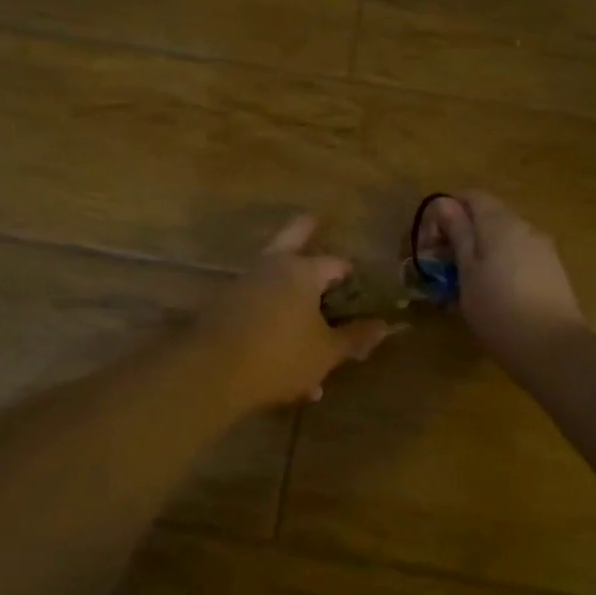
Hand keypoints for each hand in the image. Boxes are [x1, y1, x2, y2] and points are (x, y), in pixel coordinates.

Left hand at [196, 215, 393, 410]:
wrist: (211, 372)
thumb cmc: (280, 357)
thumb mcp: (326, 353)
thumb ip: (354, 337)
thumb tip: (384, 325)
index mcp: (303, 272)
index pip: (335, 264)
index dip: (350, 274)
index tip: (358, 284)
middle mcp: (272, 267)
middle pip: (292, 237)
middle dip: (306, 230)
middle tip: (314, 221)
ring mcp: (243, 283)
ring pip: (272, 277)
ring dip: (289, 291)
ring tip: (304, 321)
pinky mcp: (222, 304)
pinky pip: (255, 305)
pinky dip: (270, 317)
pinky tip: (278, 354)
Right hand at [419, 191, 586, 360]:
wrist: (553, 349)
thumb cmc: (498, 309)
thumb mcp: (467, 271)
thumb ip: (457, 233)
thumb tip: (444, 203)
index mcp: (501, 223)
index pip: (471, 196)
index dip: (446, 210)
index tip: (430, 239)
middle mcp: (526, 227)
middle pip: (488, 216)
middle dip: (461, 233)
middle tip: (440, 265)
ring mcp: (543, 249)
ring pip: (503, 238)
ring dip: (479, 251)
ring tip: (462, 283)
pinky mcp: (552, 271)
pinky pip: (518, 256)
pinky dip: (498, 264)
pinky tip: (490, 293)